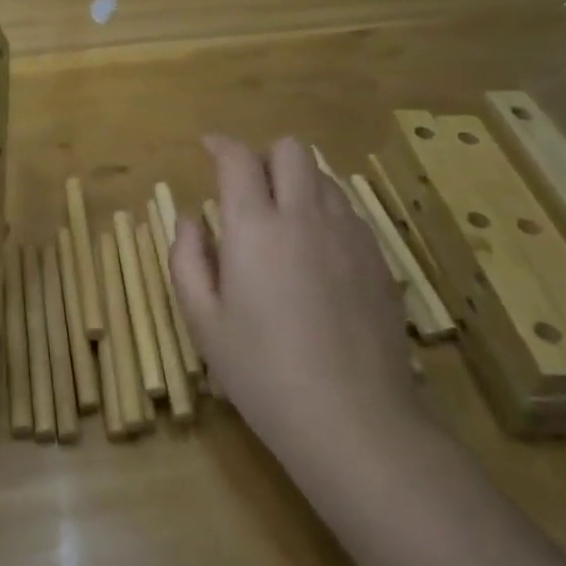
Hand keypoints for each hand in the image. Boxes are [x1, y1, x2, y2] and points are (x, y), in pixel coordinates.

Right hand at [170, 135, 418, 464]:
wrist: (355, 421)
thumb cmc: (263, 372)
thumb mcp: (203, 321)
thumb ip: (187, 258)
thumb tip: (192, 220)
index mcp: (254, 227)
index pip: (238, 158)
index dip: (220, 144)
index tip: (208, 147)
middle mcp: (304, 216)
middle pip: (292, 150)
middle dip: (265, 156)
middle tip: (249, 190)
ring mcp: (348, 235)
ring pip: (324, 176)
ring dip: (298, 182)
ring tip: (283, 221)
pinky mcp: (377, 259)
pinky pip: (348, 211)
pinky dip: (325, 212)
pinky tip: (316, 254)